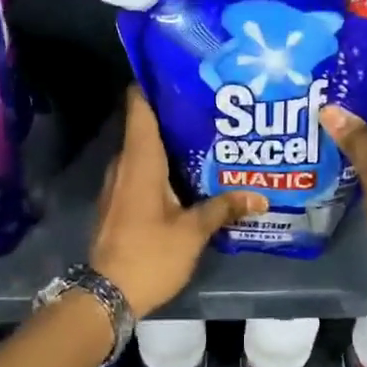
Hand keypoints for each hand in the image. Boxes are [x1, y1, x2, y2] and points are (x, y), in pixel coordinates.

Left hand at [89, 87, 267, 317]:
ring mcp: (117, 184)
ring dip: (169, 143)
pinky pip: (140, 171)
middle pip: (145, 125)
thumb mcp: (192, 233)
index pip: (139, 106)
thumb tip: (260, 196)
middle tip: (211, 106)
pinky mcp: (118, 202)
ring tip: (207, 137)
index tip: (181, 70)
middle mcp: (124, 164)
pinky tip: (188, 175)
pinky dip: (161, 166)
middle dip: (175, 114)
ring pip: (144, 151)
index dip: (154, 83)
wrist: (106, 296)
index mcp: (140, 160)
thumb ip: (223, 208)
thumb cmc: (149, 255)